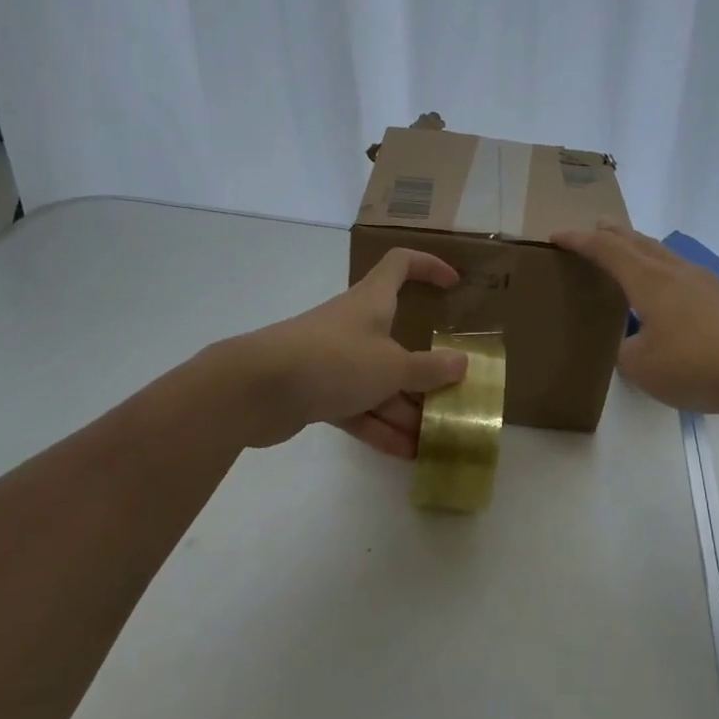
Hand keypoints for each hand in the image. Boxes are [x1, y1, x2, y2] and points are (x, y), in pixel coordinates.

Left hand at [213, 248, 468, 457]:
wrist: (256, 389)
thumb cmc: (333, 360)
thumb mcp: (391, 366)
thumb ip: (428, 368)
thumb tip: (461, 363)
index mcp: (372, 301)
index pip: (401, 265)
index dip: (429, 266)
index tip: (454, 284)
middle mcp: (354, 325)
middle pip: (397, 339)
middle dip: (425, 369)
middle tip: (451, 394)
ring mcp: (333, 360)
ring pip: (378, 381)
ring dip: (405, 409)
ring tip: (434, 439)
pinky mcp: (316, 391)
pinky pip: (356, 407)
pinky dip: (379, 427)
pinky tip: (404, 453)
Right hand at [551, 223, 718, 415]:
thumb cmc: (700, 365)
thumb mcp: (644, 369)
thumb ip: (626, 354)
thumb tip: (631, 345)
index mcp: (650, 283)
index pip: (606, 251)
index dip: (579, 241)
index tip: (557, 235)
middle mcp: (680, 274)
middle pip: (640, 244)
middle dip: (615, 234)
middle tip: (599, 226)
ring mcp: (713, 284)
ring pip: (671, 259)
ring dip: (648, 253)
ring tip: (638, 258)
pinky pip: (697, 283)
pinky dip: (678, 282)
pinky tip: (685, 301)